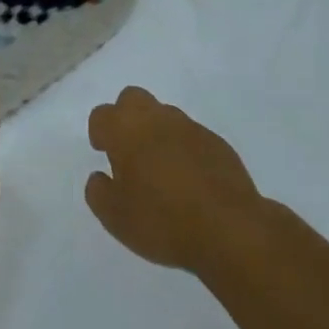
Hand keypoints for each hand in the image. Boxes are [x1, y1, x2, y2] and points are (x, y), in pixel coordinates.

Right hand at [85, 87, 264, 272]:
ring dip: (156, 132)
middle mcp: (156, 118)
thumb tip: (100, 176)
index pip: (102, 115)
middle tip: (128, 151)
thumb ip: (99, 192)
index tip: (103, 153)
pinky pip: (190, 135)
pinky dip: (183, 148)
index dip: (99, 132)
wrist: (229, 229)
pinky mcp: (217, 142)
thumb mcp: (115, 217)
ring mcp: (190, 127)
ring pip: (164, 115)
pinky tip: (188, 179)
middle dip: (125, 117)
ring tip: (160, 169)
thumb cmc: (162, 221)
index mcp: (126, 130)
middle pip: (132, 98)